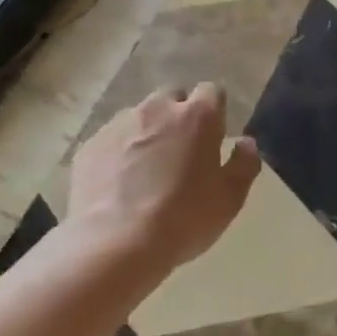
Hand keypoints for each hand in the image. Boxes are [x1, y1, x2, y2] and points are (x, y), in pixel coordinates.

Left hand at [66, 83, 260, 273]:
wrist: (115, 244)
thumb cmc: (184, 218)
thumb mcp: (230, 198)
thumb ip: (244, 164)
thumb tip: (246, 143)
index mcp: (197, 116)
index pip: (212, 91)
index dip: (214, 110)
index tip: (214, 135)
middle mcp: (157, 109)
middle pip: (172, 97)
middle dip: (179, 115)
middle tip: (181, 151)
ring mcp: (118, 125)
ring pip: (139, 117)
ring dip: (147, 132)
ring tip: (146, 170)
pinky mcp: (90, 146)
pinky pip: (111, 140)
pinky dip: (118, 153)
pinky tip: (119, 184)